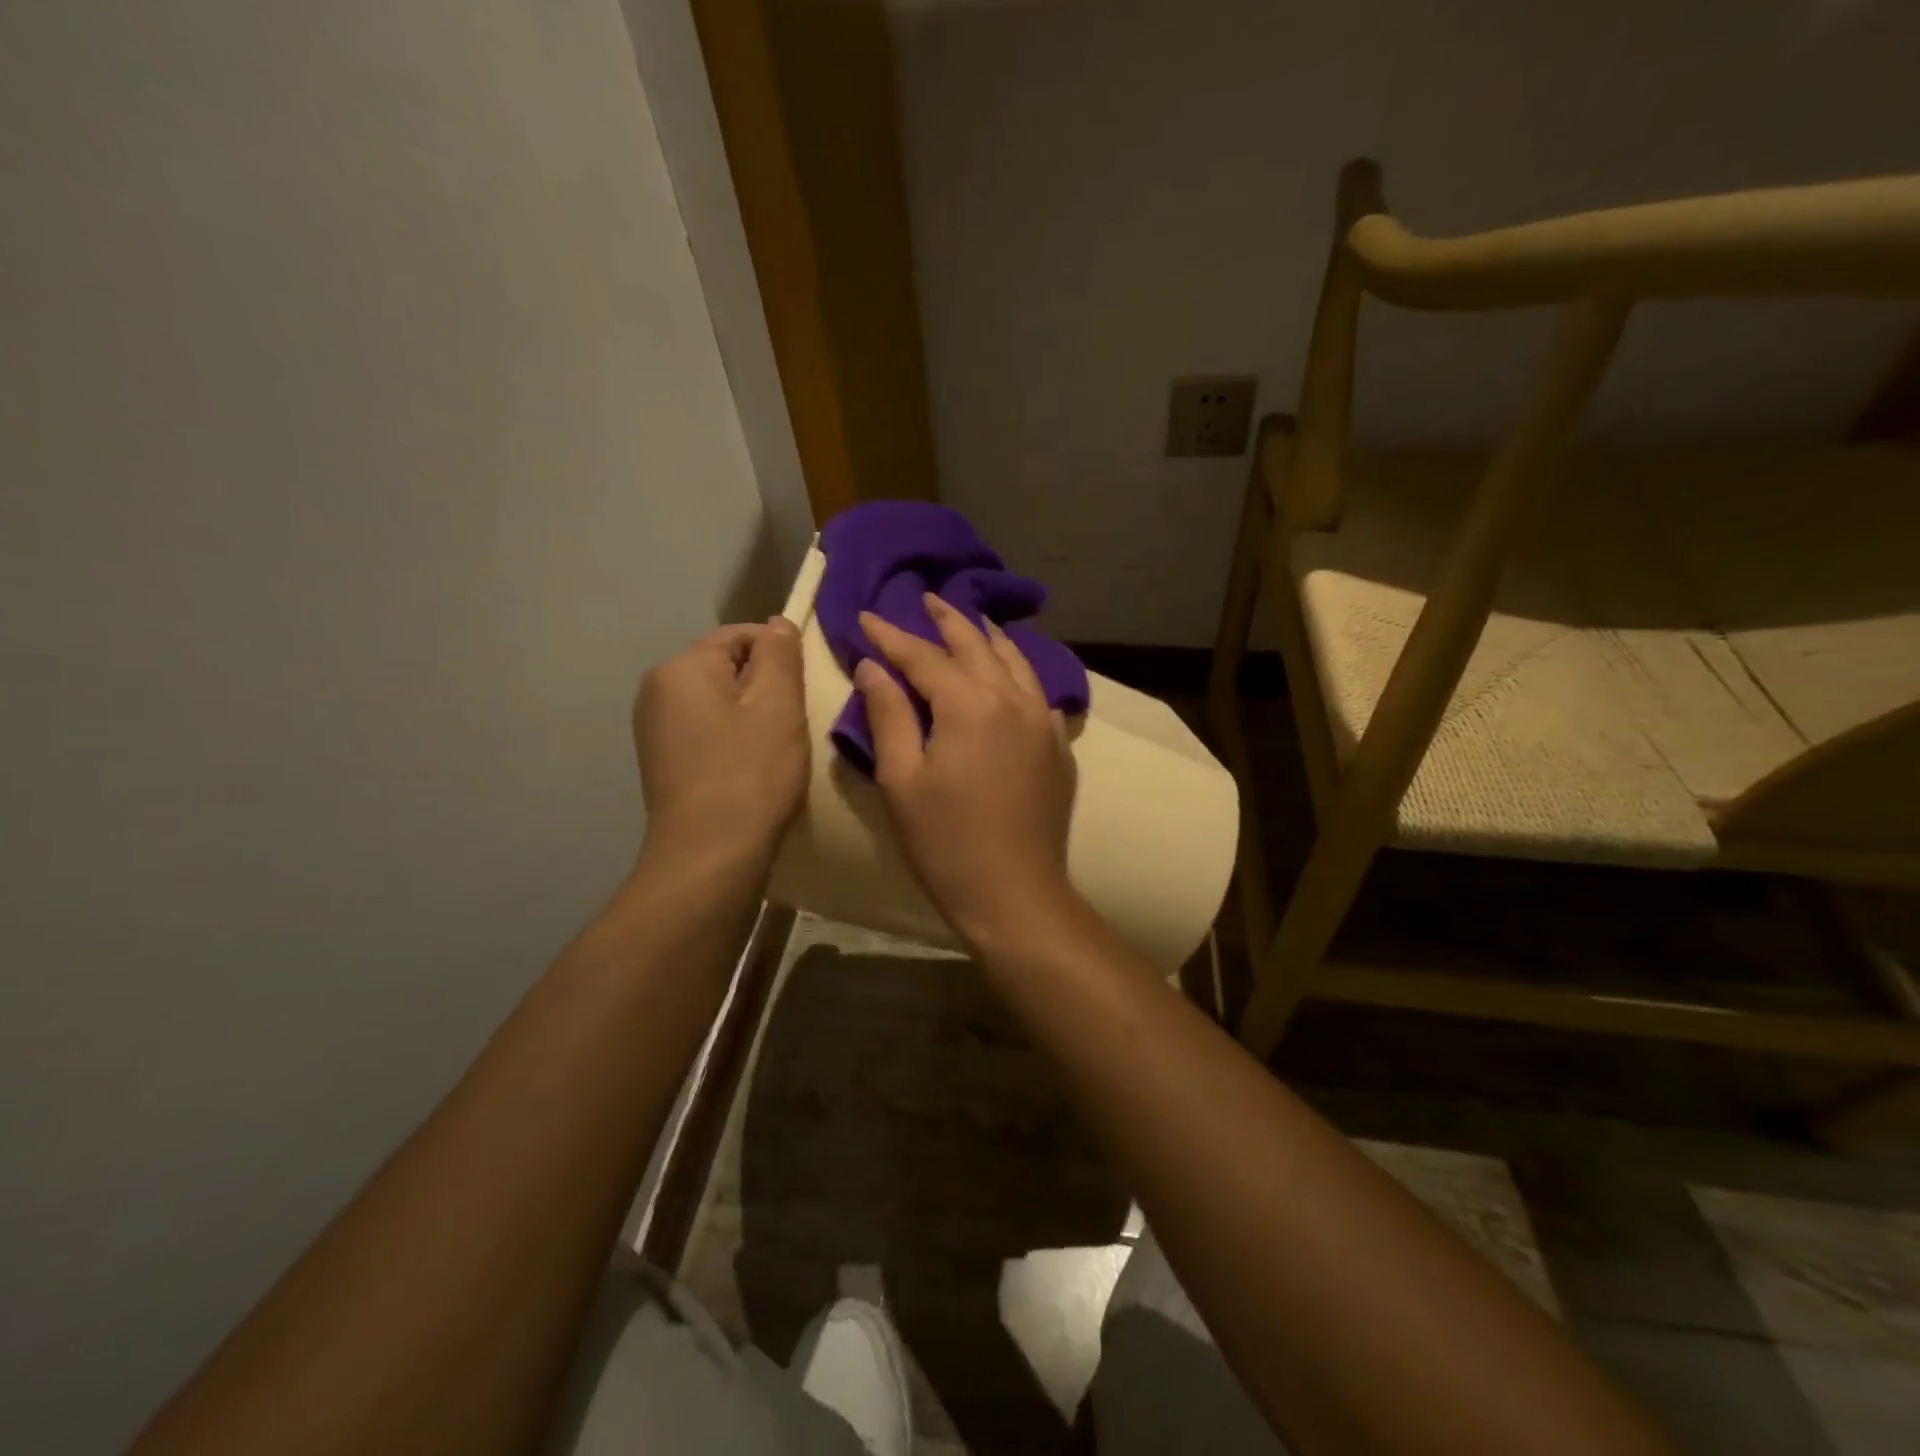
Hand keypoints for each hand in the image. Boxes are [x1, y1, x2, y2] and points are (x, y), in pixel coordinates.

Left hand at [634, 618, 807, 864]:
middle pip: (727, 668)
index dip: (780, 655)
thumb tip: (777, 623)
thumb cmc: (750, 773)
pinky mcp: (664, 762)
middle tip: (794, 723)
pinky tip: (752, 769)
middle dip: (765, 687)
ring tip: (776, 750)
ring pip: (720, 702)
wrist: (709, 856)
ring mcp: (656, 729)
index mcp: (681, 668)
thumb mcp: (778, 704)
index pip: (741, 635)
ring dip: (753, 716)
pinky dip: (735, 740)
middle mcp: (657, 690)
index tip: (804, 691)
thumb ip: (780, 654)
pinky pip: (708, 731)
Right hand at [855, 594, 1080, 948]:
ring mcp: (1044, 720)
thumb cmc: (946, 843)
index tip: (865, 616)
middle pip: (976, 645)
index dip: (890, 635)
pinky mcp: (1059, 744)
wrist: (1015, 894)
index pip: (923, 656)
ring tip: (968, 620)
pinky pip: (1037, 690)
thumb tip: (874, 666)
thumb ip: (889, 714)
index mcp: (970, 705)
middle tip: (924, 598)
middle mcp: (1013, 699)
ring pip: (1014, 660)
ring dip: (986, 636)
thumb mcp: (901, 780)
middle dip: (946, 619)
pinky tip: (1008, 671)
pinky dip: (1017, 669)